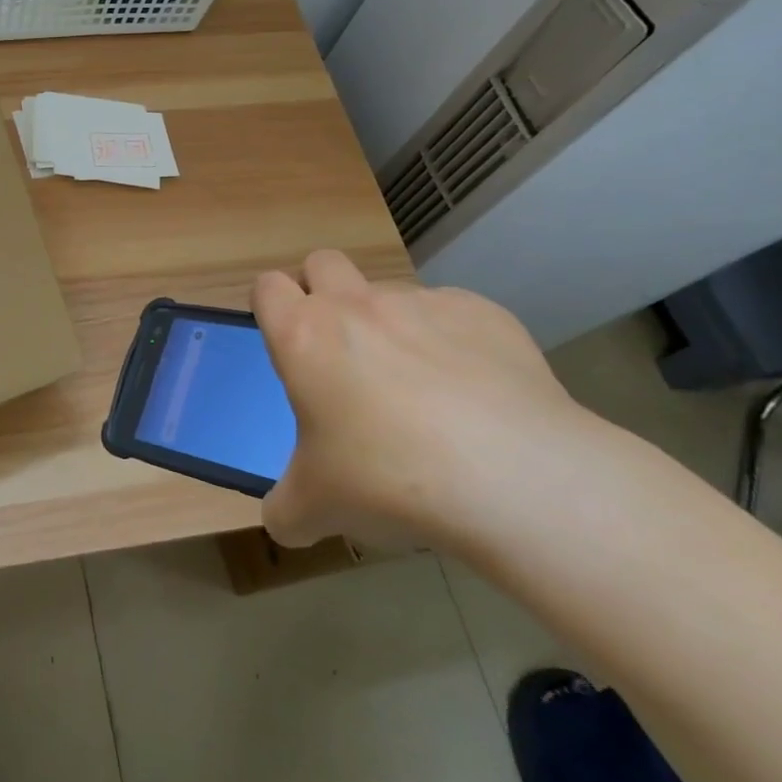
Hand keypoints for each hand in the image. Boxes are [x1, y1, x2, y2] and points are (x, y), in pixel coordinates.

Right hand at [254, 250, 599, 550]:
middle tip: (338, 350)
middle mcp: (357, 306)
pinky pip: (453, 314)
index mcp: (303, 337)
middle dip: (321, 290)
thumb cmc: (388, 480)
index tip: (284, 339)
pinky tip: (473, 393)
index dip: (270, 306)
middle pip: (322, 262)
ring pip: (389, 291)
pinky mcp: (485, 314)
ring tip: (417, 386)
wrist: (514, 477)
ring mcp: (424, 304)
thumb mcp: (315, 510)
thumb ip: (285, 508)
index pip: (267, 288)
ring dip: (388, 323)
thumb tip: (283, 520)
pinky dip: (451, 342)